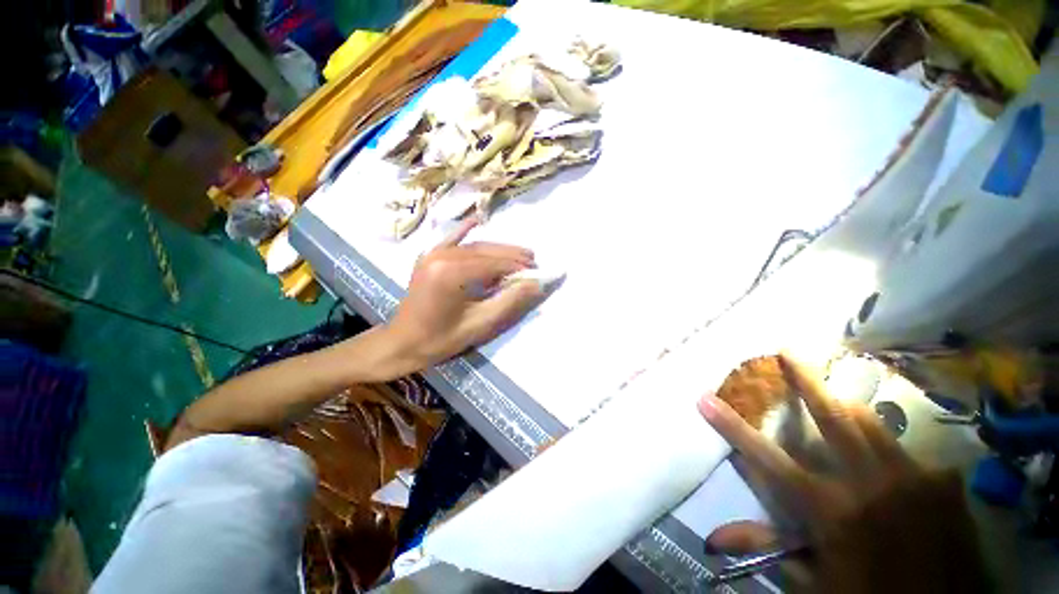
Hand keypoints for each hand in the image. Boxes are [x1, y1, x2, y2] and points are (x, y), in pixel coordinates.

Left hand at [383, 217, 544, 374]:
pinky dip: (466, 231)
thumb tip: (536, 284)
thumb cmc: (441, 339)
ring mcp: (433, 253)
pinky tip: (477, 220)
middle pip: (486, 250)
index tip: (537, 270)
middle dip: (512, 254)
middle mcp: (442, 256)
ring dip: (498, 249)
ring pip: (474, 246)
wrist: (401, 342)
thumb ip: (509, 301)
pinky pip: (451, 239)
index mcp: (452, 273)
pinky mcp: (428, 256)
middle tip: (533, 260)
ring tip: (519, 254)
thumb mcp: (480, 324)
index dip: (518, 266)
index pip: (495, 264)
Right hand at [699, 354, 989, 592]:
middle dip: (806, 380)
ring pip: (871, 422)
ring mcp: (911, 478)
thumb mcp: (814, 582)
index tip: (705, 398)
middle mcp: (869, 483)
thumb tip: (712, 537)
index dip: (732, 426)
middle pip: (833, 417)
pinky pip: (908, 450)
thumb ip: (768, 548)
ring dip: (844, 404)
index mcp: (830, 509)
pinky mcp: (941, 483)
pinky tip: (885, 459)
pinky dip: (886, 446)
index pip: (767, 458)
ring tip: (830, 390)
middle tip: (788, 349)